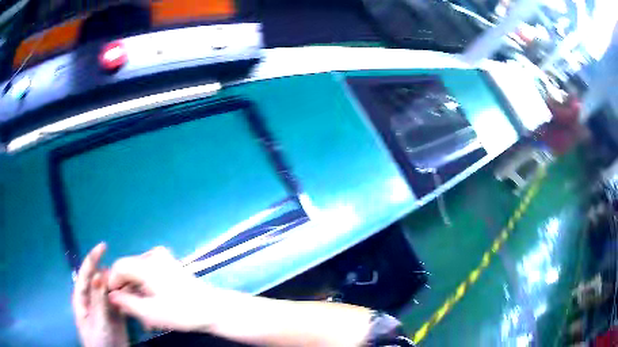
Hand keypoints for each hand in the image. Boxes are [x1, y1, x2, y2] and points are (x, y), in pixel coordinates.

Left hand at [73, 243, 128, 346]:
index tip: (104, 246)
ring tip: (134, 280)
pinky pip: (121, 301)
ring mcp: (105, 307)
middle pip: (101, 280)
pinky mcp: (116, 315)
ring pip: (112, 290)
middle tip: (126, 270)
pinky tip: (135, 293)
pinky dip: (127, 296)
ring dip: (121, 284)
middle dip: (111, 273)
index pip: (86, 274)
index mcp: (82, 297)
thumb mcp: (96, 321)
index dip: (93, 258)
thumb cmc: (97, 341)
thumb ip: (97, 300)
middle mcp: (92, 298)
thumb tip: (99, 274)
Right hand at [107, 247, 221, 332]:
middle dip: (126, 291)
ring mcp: (163, 258)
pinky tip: (151, 305)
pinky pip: (148, 273)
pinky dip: (146, 288)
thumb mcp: (151, 313)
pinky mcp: (169, 265)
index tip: (115, 301)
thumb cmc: (183, 313)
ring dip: (137, 292)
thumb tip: (111, 295)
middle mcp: (153, 255)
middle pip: (128, 270)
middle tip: (130, 312)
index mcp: (147, 264)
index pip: (119, 267)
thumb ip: (127, 303)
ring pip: (138, 273)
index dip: (113, 283)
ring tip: (143, 315)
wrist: (214, 309)